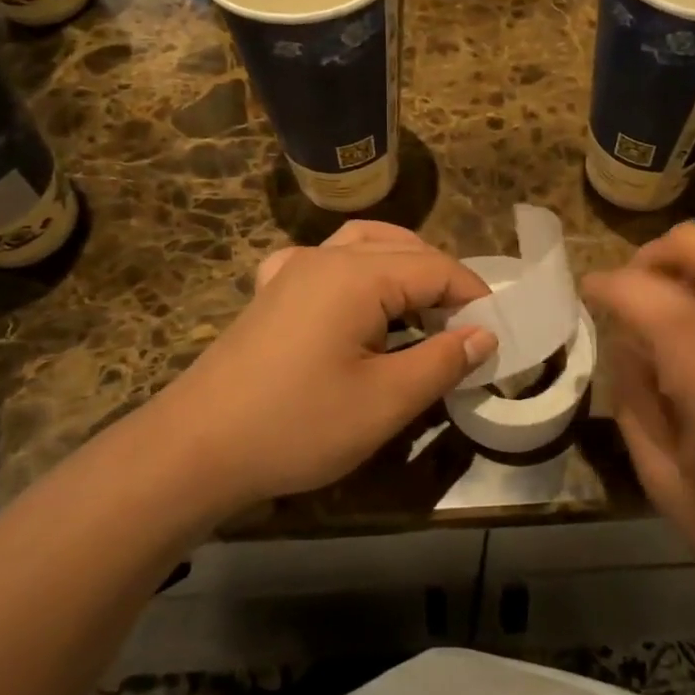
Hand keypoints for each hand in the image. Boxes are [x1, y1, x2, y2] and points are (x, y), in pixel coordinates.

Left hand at [142, 222, 495, 514]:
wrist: (196, 448)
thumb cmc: (298, 425)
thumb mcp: (385, 402)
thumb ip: (442, 362)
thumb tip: (484, 335)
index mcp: (358, 274)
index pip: (437, 269)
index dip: (474, 297)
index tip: (497, 333)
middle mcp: (325, 257)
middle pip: (403, 248)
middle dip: (441, 282)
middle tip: (464, 329)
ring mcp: (291, 270)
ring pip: (363, 246)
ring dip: (401, 268)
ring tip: (423, 311)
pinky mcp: (270, 292)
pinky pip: (324, 262)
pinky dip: (356, 270)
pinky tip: (354, 302)